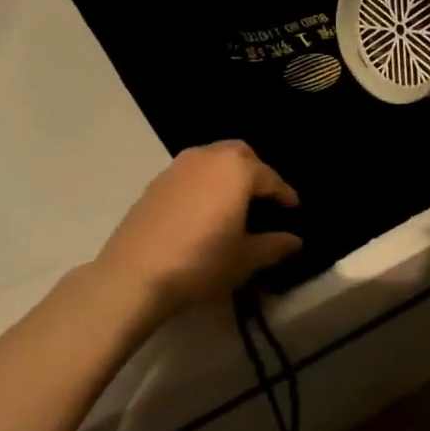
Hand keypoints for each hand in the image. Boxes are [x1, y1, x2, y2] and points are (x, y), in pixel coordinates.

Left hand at [93, 141, 302, 322]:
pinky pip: (190, 174)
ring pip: (212, 160)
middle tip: (263, 199)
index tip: (293, 208)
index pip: (270, 178)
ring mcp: (177, 167)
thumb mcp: (245, 259)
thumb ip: (274, 245)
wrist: (134, 275)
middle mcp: (208, 157)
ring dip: (227, 175)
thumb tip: (295, 240)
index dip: (285, 194)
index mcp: (236, 170)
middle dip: (256, 172)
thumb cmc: (201, 262)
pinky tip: (203, 211)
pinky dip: (204, 184)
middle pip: (240, 155)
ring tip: (233, 203)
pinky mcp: (155, 182)